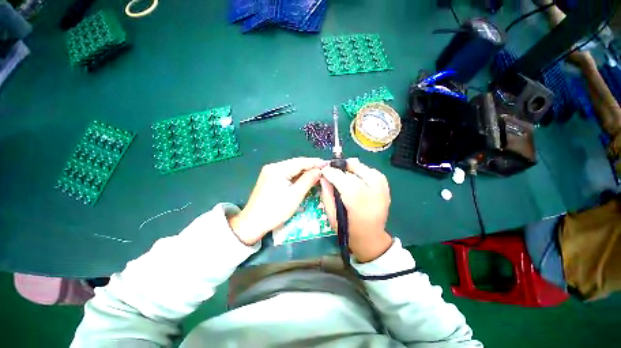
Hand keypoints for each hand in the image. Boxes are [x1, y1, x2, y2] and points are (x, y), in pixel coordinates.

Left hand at [228, 157, 325, 244]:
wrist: (252, 223)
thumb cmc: (275, 210)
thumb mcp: (295, 196)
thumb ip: (308, 180)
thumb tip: (320, 170)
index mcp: (278, 169)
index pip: (300, 162)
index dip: (315, 163)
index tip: (328, 165)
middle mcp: (273, 167)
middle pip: (296, 164)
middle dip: (311, 167)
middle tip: (325, 170)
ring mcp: (270, 172)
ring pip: (292, 169)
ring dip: (304, 172)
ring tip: (318, 174)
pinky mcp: (270, 179)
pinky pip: (287, 174)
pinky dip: (297, 177)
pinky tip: (305, 179)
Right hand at [320, 158, 392, 262]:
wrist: (371, 239)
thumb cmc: (348, 229)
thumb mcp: (332, 215)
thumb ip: (327, 195)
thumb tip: (323, 178)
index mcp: (357, 202)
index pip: (344, 179)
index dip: (332, 172)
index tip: (324, 171)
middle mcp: (373, 193)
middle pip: (357, 171)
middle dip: (343, 167)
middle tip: (333, 169)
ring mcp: (383, 190)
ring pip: (367, 169)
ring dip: (354, 168)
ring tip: (344, 171)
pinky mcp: (387, 189)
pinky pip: (374, 173)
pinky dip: (364, 171)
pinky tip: (357, 176)